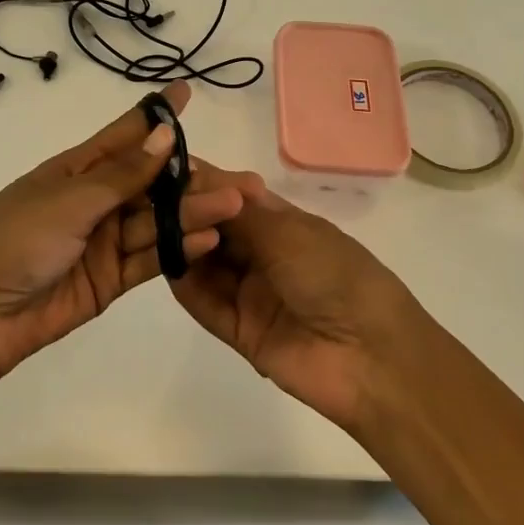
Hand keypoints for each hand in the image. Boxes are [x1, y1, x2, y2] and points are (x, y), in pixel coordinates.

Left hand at [0, 81, 246, 432]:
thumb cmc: (14, 239)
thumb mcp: (69, 199)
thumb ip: (122, 174)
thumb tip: (164, 134)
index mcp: (75, 170)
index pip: (124, 135)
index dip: (156, 115)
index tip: (186, 92)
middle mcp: (94, 201)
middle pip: (150, 183)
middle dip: (190, 178)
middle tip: (238, 178)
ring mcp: (103, 241)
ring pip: (156, 221)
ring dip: (192, 213)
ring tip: (234, 206)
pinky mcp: (109, 279)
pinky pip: (150, 259)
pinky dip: (177, 250)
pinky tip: (208, 239)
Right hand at [167, 173, 422, 433]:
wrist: (371, 358)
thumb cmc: (335, 276)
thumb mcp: (288, 233)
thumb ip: (238, 209)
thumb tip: (202, 173)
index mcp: (284, 224)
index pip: (234, 197)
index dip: (205, 183)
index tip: (167, 167)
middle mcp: (264, 255)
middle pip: (215, 229)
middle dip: (188, 212)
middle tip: (152, 198)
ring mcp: (251, 293)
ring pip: (206, 264)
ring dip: (184, 245)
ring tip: (156, 226)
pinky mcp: (240, 331)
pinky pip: (205, 304)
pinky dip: (185, 284)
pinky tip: (165, 263)